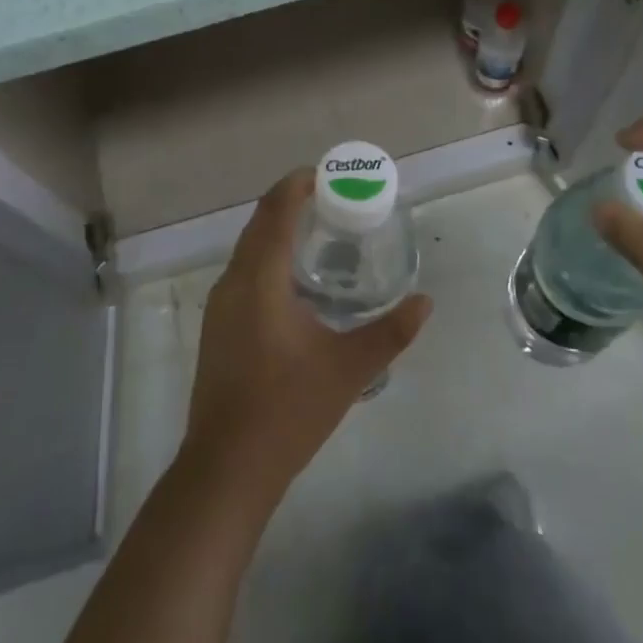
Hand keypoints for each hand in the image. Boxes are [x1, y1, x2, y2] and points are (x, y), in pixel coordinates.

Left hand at [182, 169, 431, 504]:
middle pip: (259, 222)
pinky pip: (243, 271)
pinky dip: (268, 256)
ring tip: (317, 231)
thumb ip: (391, 332)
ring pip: (248, 248)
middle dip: (290, 202)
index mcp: (260, 278)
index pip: (276, 210)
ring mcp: (220, 305)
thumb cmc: (288, 409)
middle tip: (331, 199)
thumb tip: (425, 302)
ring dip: (277, 229)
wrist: (226, 467)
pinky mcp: (217, 326)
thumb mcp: (349, 369)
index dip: (298, 184)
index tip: (327, 174)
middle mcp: (233, 281)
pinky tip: (294, 281)